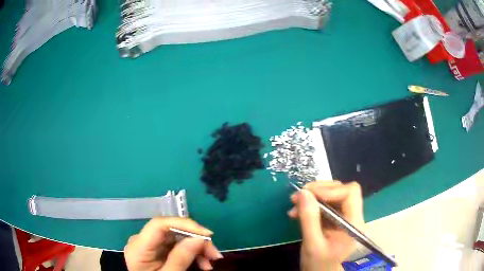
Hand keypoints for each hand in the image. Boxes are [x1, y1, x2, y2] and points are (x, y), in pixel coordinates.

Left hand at [124, 217, 222, 270]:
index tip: (208, 235)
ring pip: (177, 238)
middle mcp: (142, 240)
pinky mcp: (156, 250)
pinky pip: (176, 246)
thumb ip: (180, 259)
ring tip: (209, 264)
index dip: (185, 224)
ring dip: (196, 249)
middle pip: (171, 231)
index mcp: (139, 246)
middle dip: (195, 241)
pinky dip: (191, 254)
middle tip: (214, 255)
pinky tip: (201, 263)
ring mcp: (149, 245)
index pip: (160, 224)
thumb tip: (199, 238)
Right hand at [288, 181, 363, 270]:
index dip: (330, 190)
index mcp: (354, 223)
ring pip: (333, 195)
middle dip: (319, 191)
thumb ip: (309, 219)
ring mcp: (345, 217)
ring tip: (294, 204)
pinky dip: (312, 204)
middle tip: (297, 196)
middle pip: (342, 190)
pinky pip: (326, 204)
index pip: (350, 193)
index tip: (308, 195)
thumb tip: (303, 193)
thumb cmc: (320, 265)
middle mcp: (353, 216)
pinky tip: (298, 211)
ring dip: (313, 196)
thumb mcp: (312, 245)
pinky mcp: (336, 219)